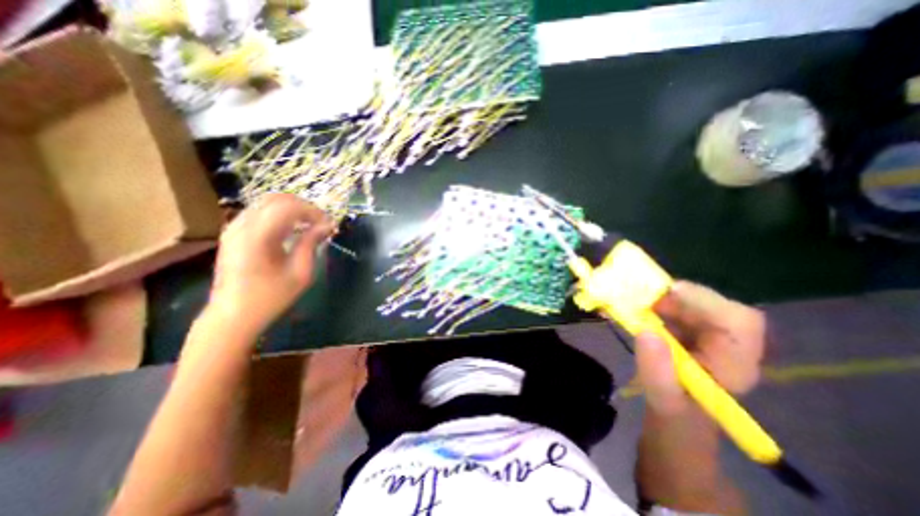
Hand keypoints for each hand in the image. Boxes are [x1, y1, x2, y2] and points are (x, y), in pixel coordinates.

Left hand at [208, 194, 333, 338]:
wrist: (233, 314)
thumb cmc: (271, 297)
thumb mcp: (300, 272)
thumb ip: (311, 243)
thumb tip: (327, 225)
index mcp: (258, 236)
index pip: (289, 207)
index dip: (314, 212)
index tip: (329, 225)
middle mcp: (242, 225)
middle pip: (277, 199)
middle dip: (304, 207)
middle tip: (321, 223)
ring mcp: (234, 227)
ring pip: (267, 202)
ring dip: (293, 209)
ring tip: (309, 225)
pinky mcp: (233, 232)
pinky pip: (260, 212)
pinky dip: (280, 215)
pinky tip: (291, 230)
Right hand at [637, 281, 765, 416]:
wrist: (678, 415)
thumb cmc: (677, 414)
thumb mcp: (663, 400)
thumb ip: (656, 372)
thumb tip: (645, 333)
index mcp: (736, 364)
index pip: (740, 321)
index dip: (706, 301)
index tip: (669, 292)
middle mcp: (729, 342)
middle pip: (712, 303)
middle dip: (673, 297)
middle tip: (638, 298)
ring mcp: (710, 331)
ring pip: (690, 301)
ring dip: (659, 298)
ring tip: (631, 303)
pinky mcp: (692, 326)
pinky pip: (674, 304)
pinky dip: (652, 302)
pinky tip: (634, 307)